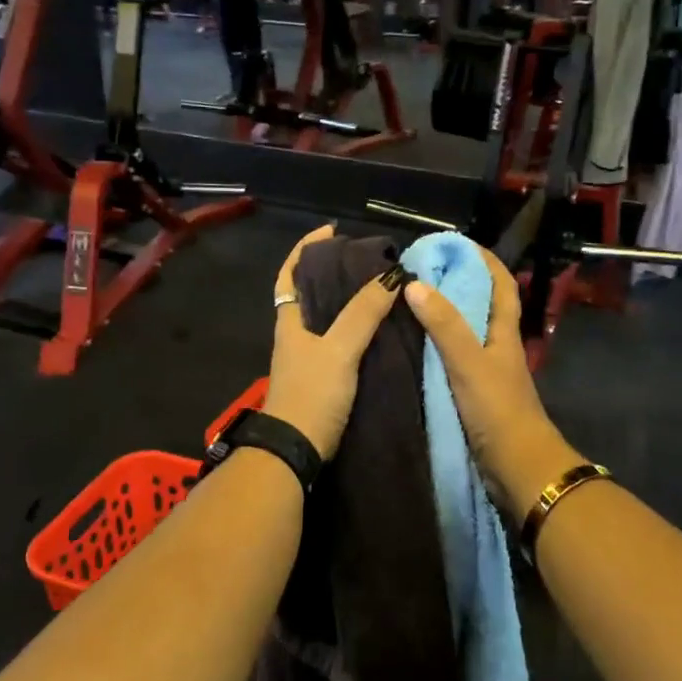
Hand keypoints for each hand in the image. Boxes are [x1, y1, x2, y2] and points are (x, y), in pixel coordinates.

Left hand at [262, 224, 398, 460]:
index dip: (305, 248)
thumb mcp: (340, 349)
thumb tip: (390, 276)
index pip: (291, 274)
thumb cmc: (312, 394)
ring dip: (346, 300)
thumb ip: (363, 314)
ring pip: (325, 318)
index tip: (330, 230)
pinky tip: (378, 329)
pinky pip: (338, 341)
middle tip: (366, 259)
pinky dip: (355, 328)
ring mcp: (307, 358)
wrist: (295, 450)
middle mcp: (295, 335)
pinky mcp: (321, 378)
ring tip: (378, 287)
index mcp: (290, 321)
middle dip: (332, 272)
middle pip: (309, 292)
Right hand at [402, 246, 583, 523]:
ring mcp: (487, 373)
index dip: (484, 260)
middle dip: (458, 284)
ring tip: (410, 303)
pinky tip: (413, 349)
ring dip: (444, 316)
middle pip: (482, 306)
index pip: (501, 284)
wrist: (517, 467)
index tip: (455, 244)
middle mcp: (498, 347)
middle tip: (420, 272)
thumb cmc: (497, 410)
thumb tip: (414, 283)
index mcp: (504, 333)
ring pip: (466, 334)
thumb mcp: (468, 362)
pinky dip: (437, 348)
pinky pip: (453, 360)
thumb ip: (444, 325)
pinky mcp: (475, 395)